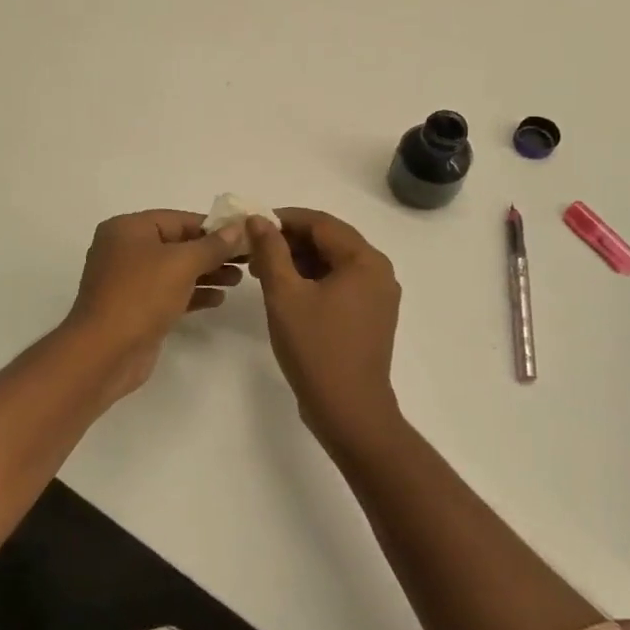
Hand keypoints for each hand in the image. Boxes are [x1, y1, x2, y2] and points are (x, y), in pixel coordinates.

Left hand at [65, 210, 245, 398]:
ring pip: (175, 270)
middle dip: (212, 252)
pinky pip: (169, 293)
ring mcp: (129, 281)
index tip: (245, 234)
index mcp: (127, 229)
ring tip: (239, 279)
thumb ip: (212, 245)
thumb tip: (237, 227)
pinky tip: (219, 299)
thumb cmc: (141, 296)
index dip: (213, 226)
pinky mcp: (135, 308)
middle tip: (248, 259)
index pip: (178, 219)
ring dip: (207, 273)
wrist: (105, 353)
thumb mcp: (181, 264)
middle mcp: (125, 250)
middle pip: (177, 244)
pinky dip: (193, 293)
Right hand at [247, 208, 402, 438]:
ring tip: (261, 272)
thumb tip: (257, 220)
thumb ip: (270, 251)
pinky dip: (312, 281)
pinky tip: (285, 292)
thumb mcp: (285, 295)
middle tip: (252, 250)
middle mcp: (378, 272)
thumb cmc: (316, 348)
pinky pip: (339, 285)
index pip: (320, 223)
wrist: (348, 410)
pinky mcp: (370, 317)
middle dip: (289, 241)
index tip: (250, 225)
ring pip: (333, 263)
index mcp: (364, 261)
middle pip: (329, 240)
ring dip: (298, 261)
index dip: (283, 219)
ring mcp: (377, 297)